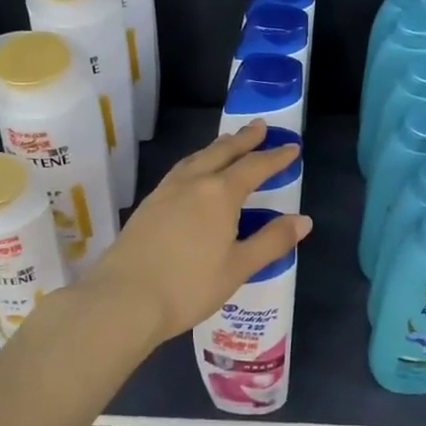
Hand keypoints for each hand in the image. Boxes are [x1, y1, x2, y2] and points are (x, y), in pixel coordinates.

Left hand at [81, 121, 311, 345]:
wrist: (123, 299)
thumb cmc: (189, 286)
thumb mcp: (238, 267)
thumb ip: (272, 241)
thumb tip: (302, 219)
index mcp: (220, 194)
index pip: (254, 167)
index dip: (275, 157)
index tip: (292, 147)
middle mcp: (193, 183)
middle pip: (223, 152)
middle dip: (244, 139)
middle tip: (259, 125)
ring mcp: (166, 191)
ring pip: (197, 158)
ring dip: (217, 147)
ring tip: (228, 142)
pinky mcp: (148, 205)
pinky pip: (179, 170)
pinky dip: (196, 162)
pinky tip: (193, 173)